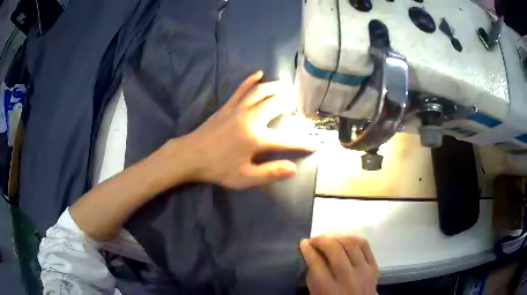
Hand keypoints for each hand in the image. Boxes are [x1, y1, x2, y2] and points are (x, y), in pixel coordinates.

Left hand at [169, 71, 315, 188]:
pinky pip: (241, 89)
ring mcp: (238, 109)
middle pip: (276, 105)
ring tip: (286, 86)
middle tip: (300, 104)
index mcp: (256, 139)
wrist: (190, 156)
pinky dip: (250, 80)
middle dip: (291, 103)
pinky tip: (259, 73)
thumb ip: (270, 172)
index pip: (287, 140)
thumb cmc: (218, 169)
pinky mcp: (227, 106)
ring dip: (276, 87)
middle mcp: (251, 119)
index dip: (303, 143)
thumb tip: (293, 168)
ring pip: (261, 92)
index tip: (315, 144)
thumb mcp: (245, 178)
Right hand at [300, 235, 378, 294]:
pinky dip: (353, 238)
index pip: (316, 262)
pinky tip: (344, 239)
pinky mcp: (374, 267)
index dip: (307, 250)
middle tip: (314, 239)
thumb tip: (312, 255)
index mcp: (328, 289)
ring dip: (337, 236)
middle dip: (321, 240)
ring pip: (352, 243)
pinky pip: (365, 245)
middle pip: (335, 249)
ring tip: (328, 237)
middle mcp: (347, 278)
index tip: (303, 243)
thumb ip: (313, 277)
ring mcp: (363, 271)